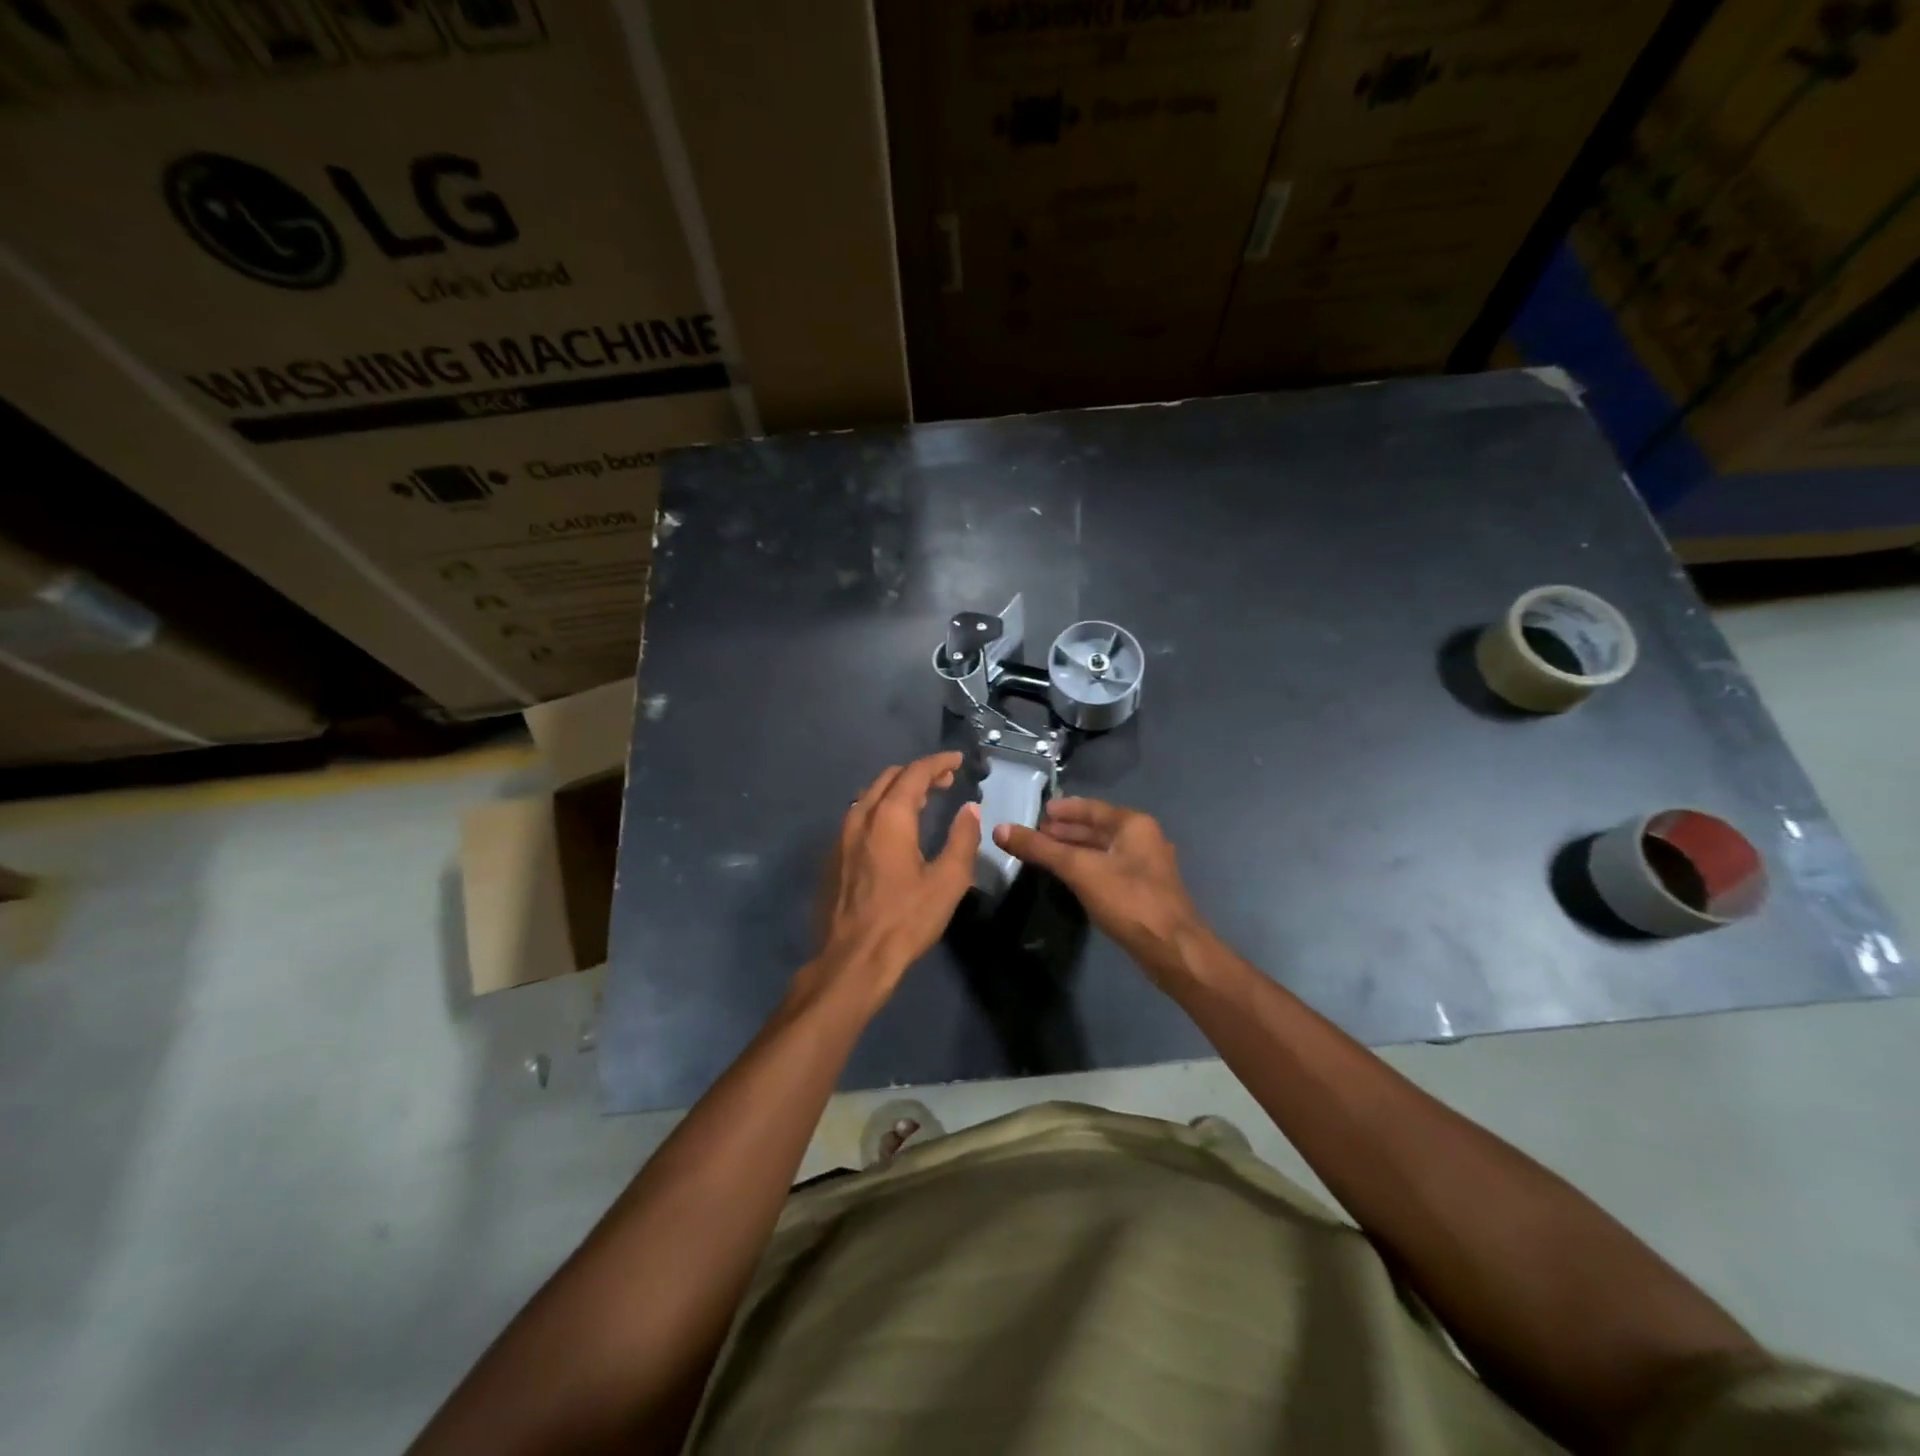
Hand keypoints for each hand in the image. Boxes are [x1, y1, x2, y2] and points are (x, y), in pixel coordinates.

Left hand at [810, 752, 980, 1004]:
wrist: (852, 960)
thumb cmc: (905, 920)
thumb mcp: (948, 881)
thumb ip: (962, 839)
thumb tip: (969, 809)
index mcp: (889, 817)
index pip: (915, 773)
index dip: (938, 763)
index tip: (957, 761)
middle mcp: (860, 817)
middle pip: (888, 778)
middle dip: (918, 773)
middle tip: (944, 781)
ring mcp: (841, 837)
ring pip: (869, 796)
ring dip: (897, 790)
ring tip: (922, 801)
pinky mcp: (832, 857)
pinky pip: (858, 817)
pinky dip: (880, 809)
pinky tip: (893, 830)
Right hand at [995, 798, 1207, 982]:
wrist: (1171, 948)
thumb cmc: (1128, 899)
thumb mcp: (1079, 869)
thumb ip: (1040, 849)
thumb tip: (1000, 830)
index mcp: (1133, 824)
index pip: (1091, 808)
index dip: (1063, 810)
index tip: (1038, 812)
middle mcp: (1143, 838)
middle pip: (1097, 828)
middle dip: (1066, 831)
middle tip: (1034, 835)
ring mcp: (1146, 866)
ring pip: (1103, 850)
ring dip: (1075, 850)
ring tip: (1045, 854)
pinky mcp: (1143, 890)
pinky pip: (1108, 868)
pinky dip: (1086, 867)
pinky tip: (1068, 877)